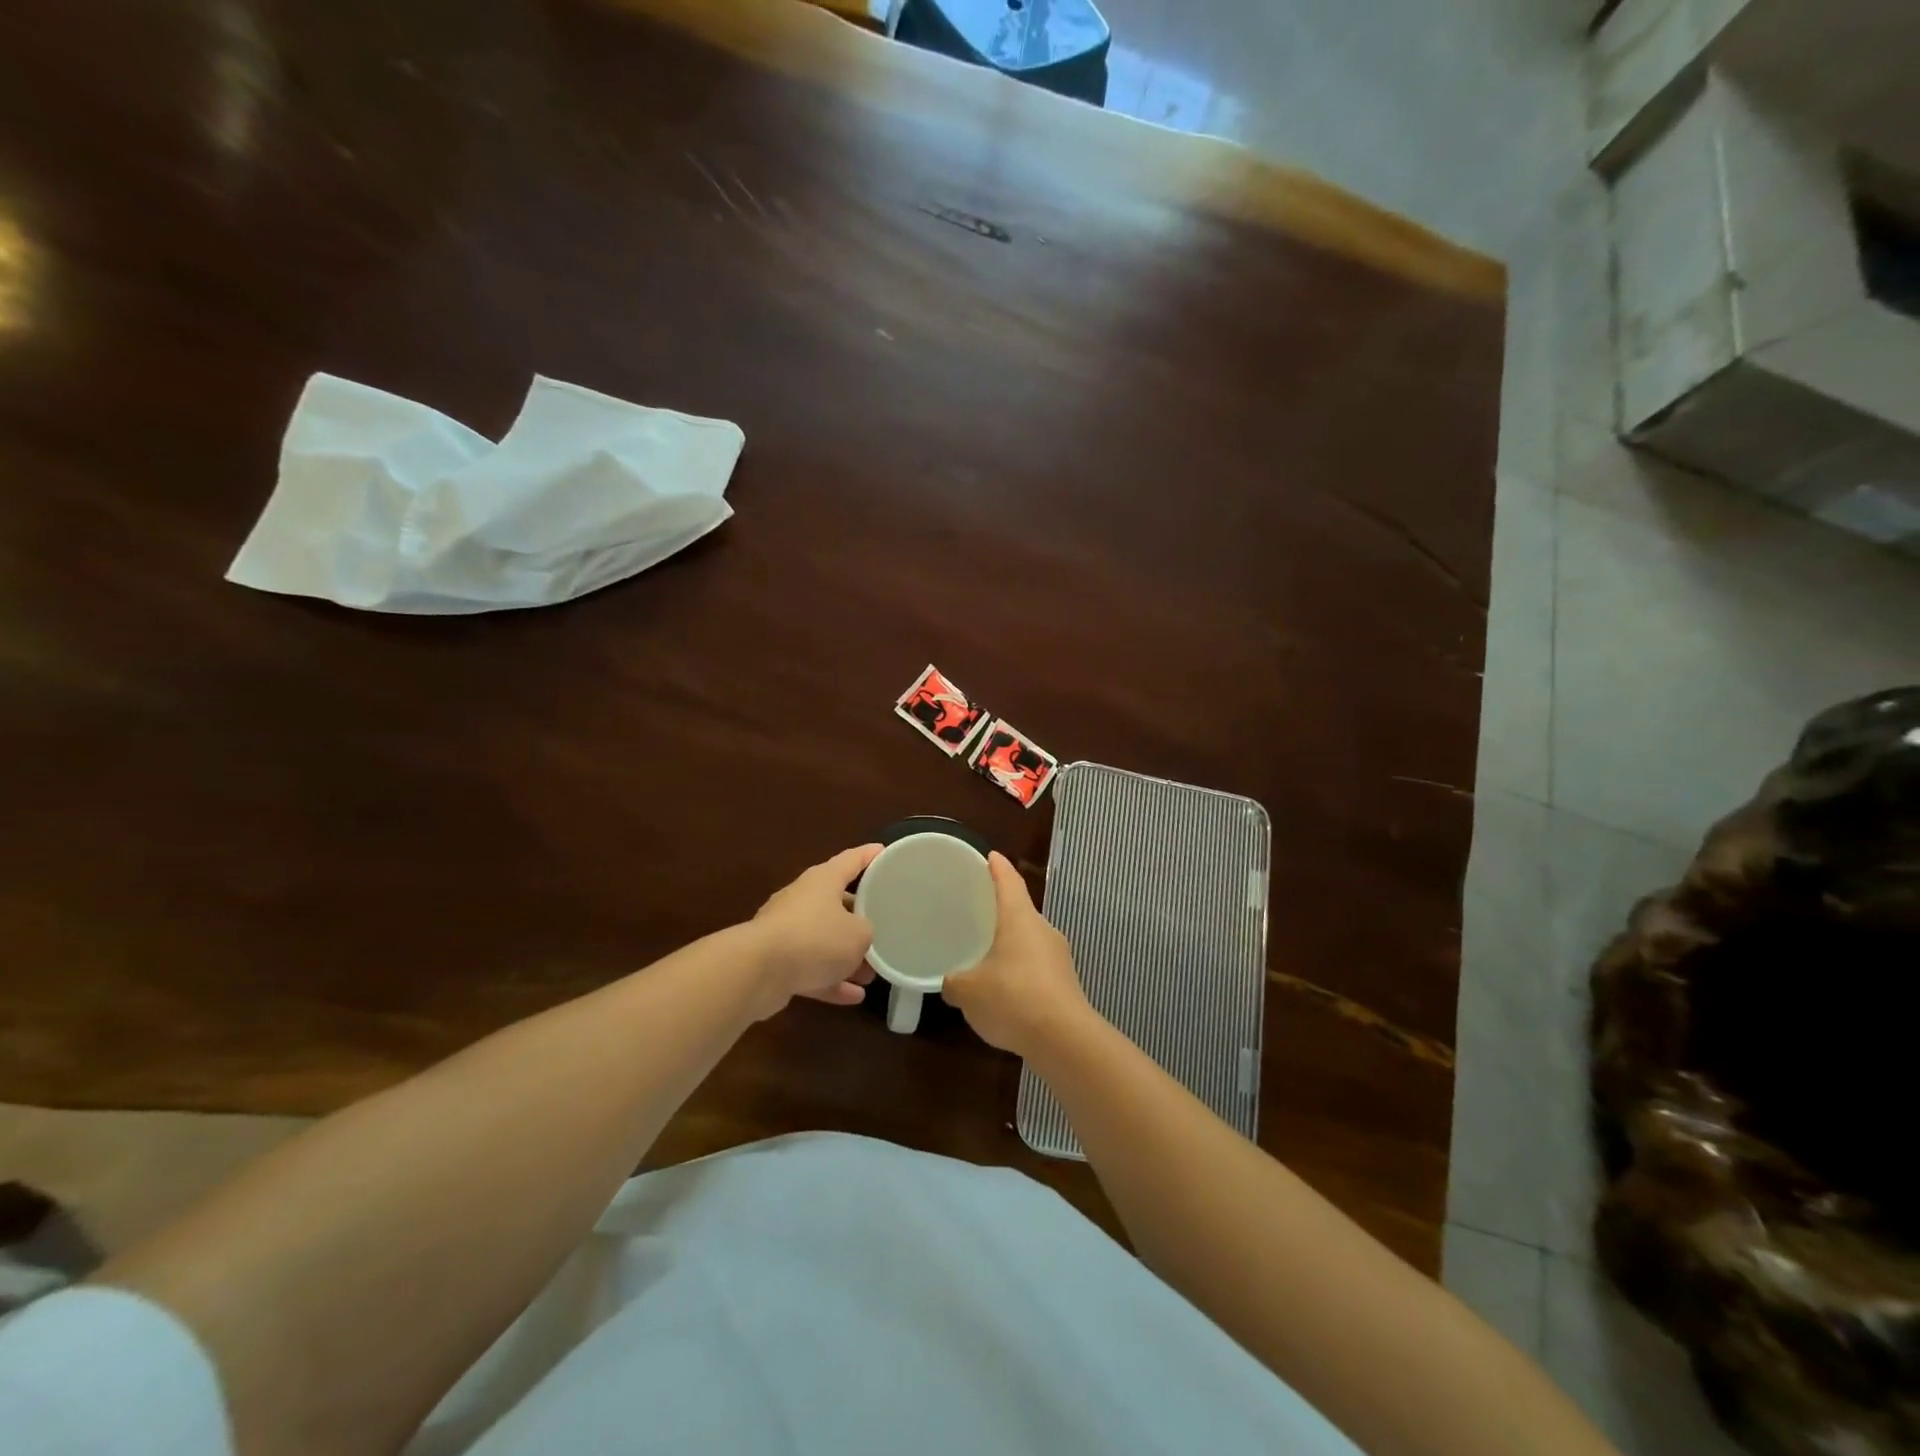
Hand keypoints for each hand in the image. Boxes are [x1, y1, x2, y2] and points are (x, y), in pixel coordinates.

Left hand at [749, 844, 882, 1017]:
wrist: (757, 970)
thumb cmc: (816, 939)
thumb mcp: (859, 934)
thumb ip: (867, 932)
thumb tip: (860, 938)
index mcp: (823, 880)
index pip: (851, 860)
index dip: (869, 855)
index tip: (884, 852)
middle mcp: (803, 899)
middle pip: (837, 902)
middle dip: (860, 918)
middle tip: (884, 927)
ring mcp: (787, 930)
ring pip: (824, 940)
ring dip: (846, 957)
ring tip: (871, 974)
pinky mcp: (777, 961)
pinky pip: (811, 968)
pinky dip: (830, 980)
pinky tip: (853, 997)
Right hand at [941, 852, 1094, 1056]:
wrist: (1064, 1040)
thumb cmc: (1012, 999)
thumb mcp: (968, 991)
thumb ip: (954, 981)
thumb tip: (950, 981)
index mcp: (1019, 918)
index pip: (1009, 881)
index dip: (998, 867)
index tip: (990, 856)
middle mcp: (1043, 930)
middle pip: (1021, 910)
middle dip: (1001, 909)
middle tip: (978, 910)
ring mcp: (1058, 957)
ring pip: (1030, 940)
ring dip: (1011, 943)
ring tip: (987, 953)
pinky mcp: (1065, 983)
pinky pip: (1037, 966)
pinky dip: (1020, 969)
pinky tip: (1005, 989)